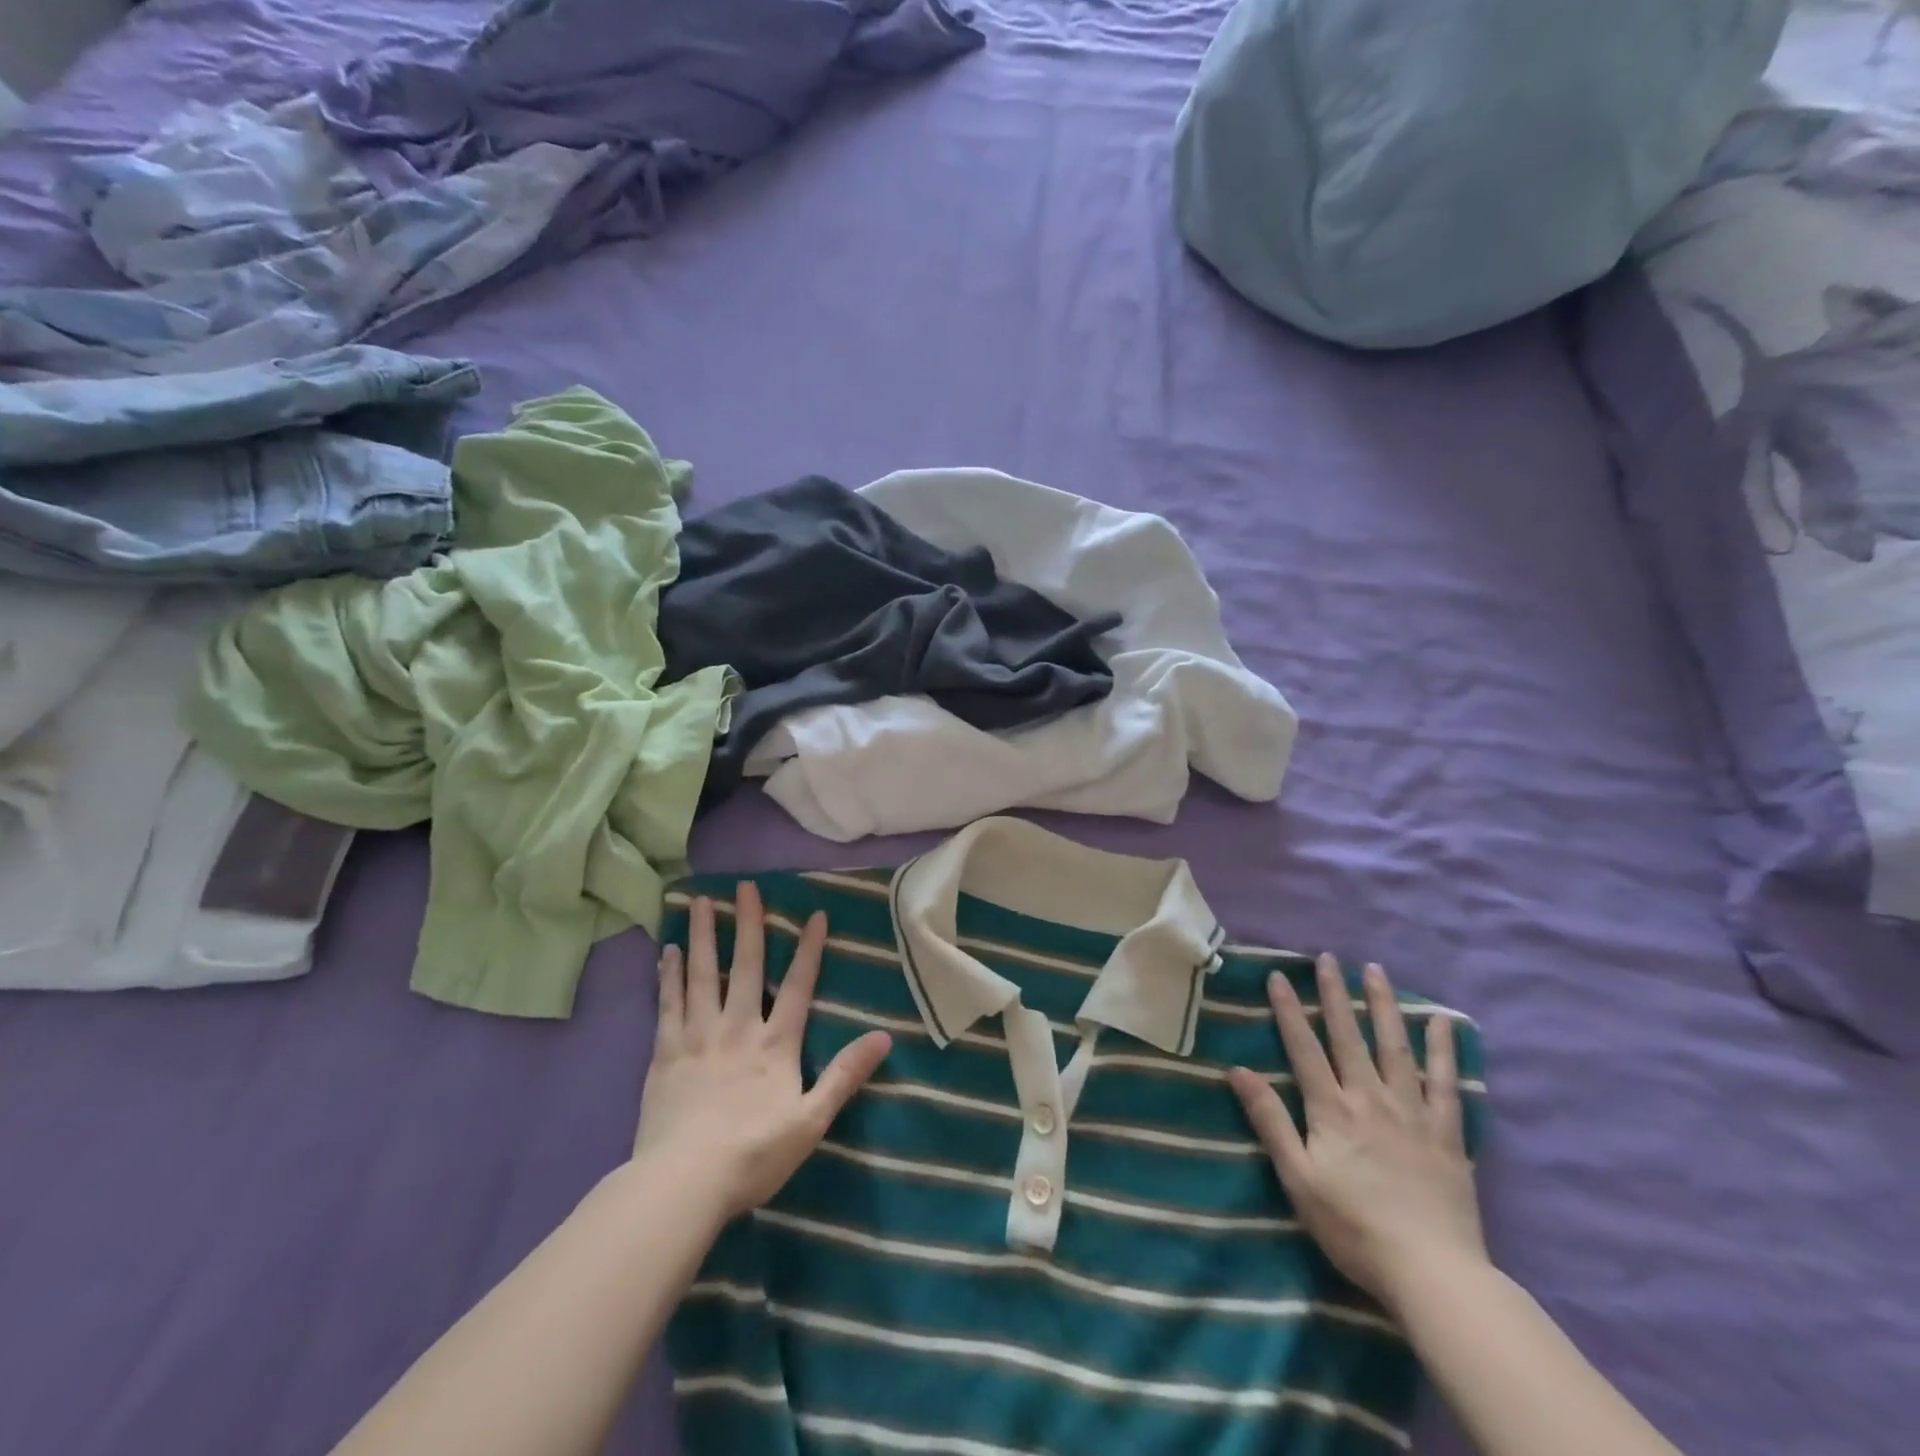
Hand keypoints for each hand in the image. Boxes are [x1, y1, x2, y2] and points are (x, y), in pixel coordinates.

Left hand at [631, 882, 890, 1225]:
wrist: (684, 1182)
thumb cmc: (754, 1154)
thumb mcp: (812, 1120)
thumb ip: (846, 1075)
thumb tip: (884, 1036)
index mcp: (776, 1044)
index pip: (798, 987)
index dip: (809, 950)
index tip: (815, 915)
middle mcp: (738, 1028)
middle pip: (746, 967)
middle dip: (750, 924)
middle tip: (745, 886)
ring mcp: (698, 1037)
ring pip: (703, 975)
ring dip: (705, 936)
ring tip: (702, 901)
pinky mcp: (665, 1053)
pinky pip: (668, 1003)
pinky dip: (669, 974)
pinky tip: (669, 950)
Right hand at [1228, 955, 1484, 1316]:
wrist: (1432, 1273)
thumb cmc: (1353, 1227)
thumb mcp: (1298, 1178)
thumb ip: (1270, 1120)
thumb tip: (1238, 1071)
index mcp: (1332, 1109)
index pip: (1304, 1048)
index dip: (1288, 1010)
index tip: (1278, 976)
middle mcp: (1370, 1099)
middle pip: (1349, 1036)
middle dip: (1335, 994)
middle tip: (1328, 958)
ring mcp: (1412, 1113)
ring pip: (1395, 1048)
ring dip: (1383, 1006)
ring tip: (1376, 971)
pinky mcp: (1447, 1134)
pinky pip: (1446, 1084)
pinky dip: (1443, 1050)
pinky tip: (1441, 1022)